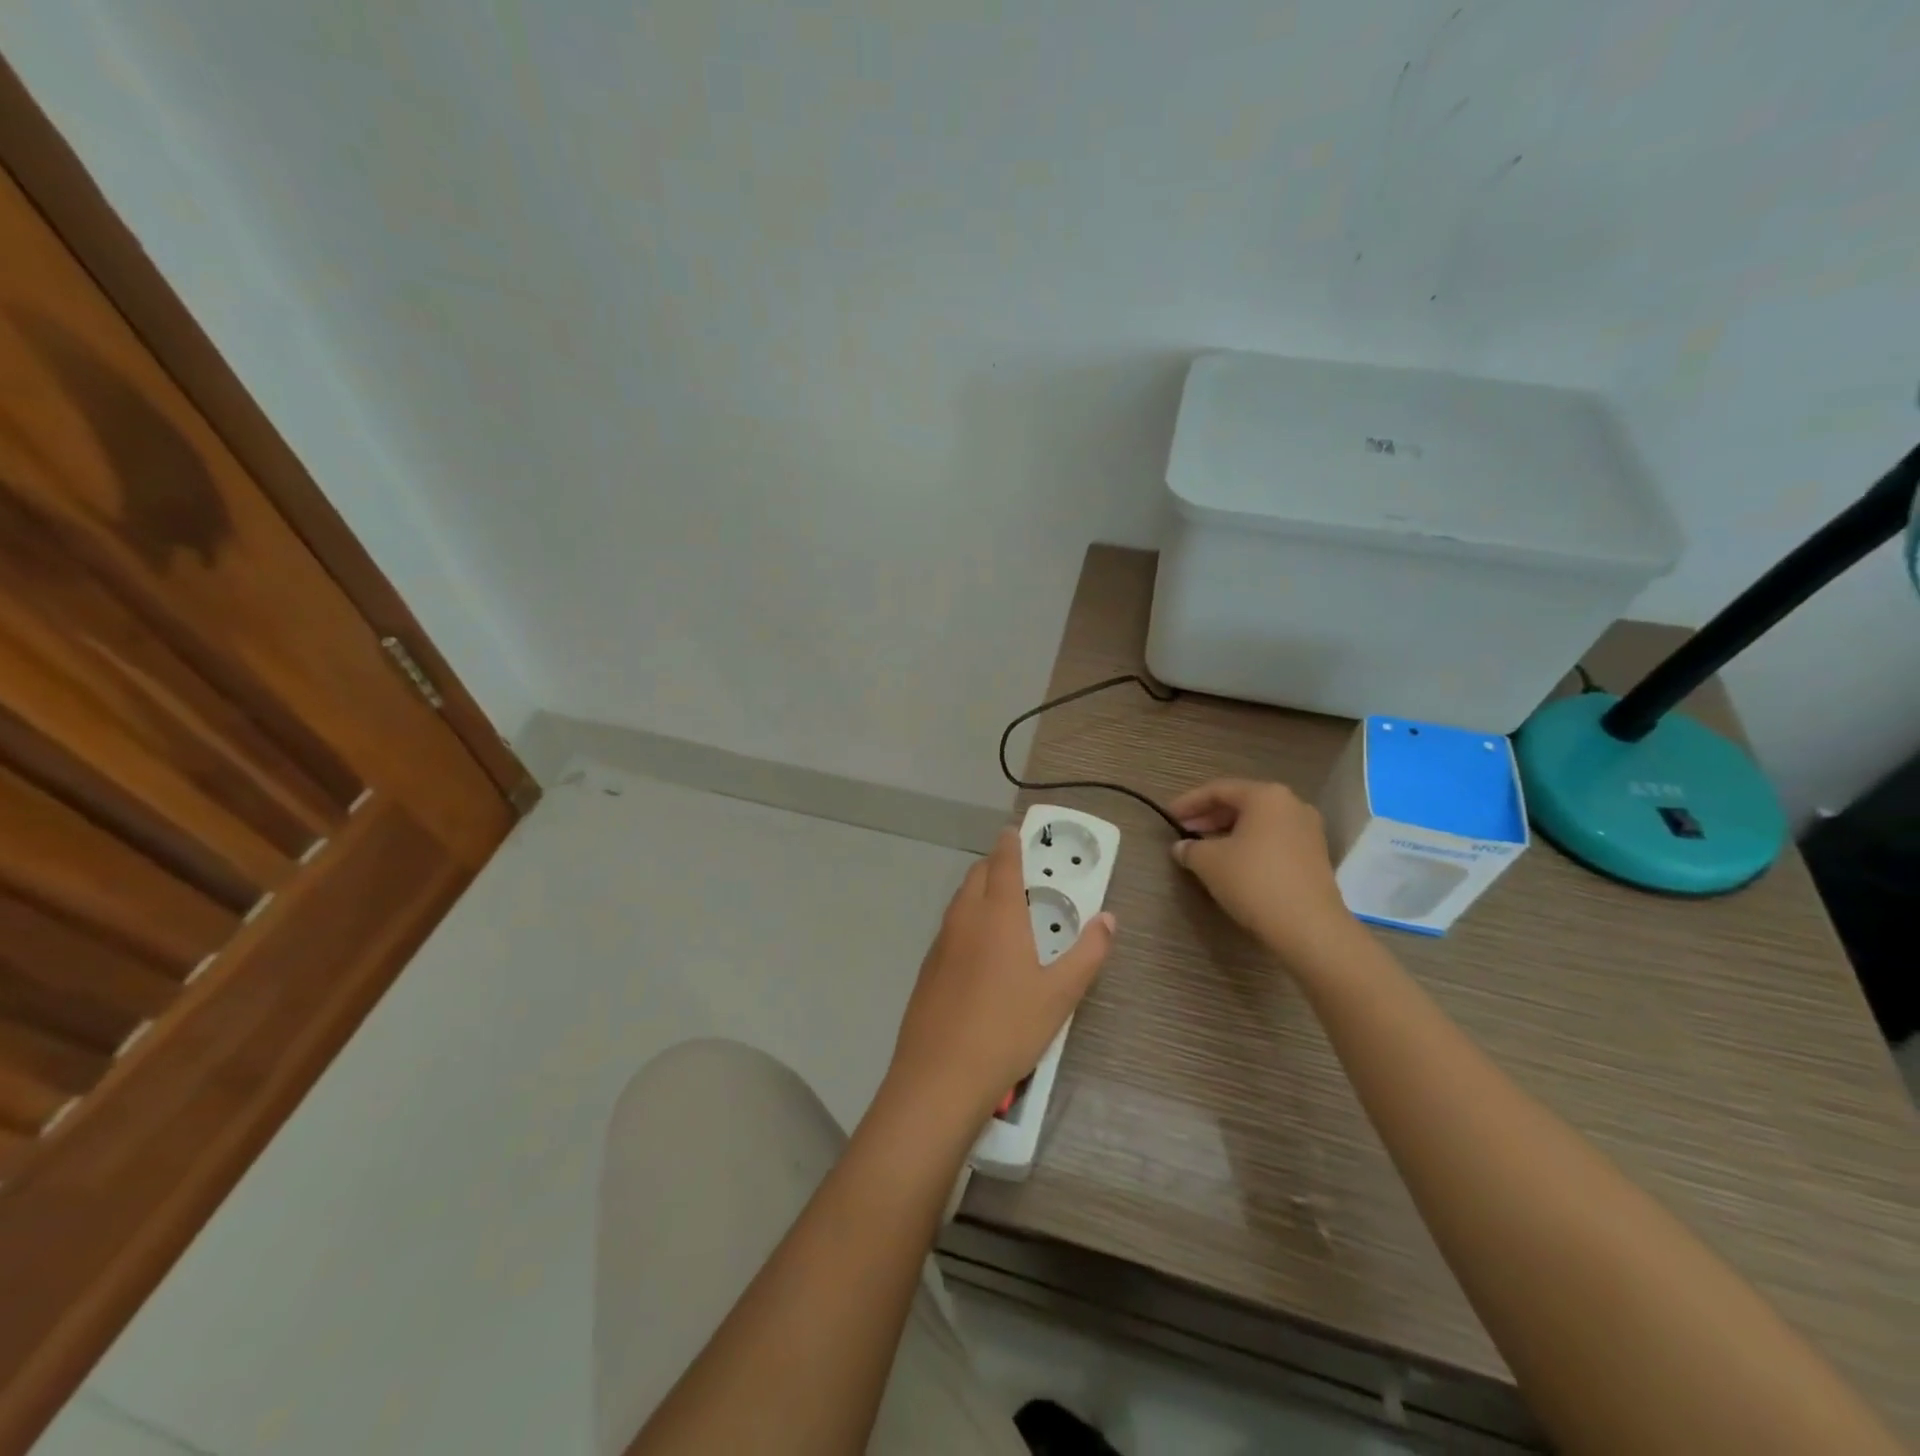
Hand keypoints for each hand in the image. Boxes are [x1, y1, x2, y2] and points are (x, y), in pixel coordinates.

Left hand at [885, 830, 1114, 1128]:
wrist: (940, 1074)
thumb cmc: (1008, 1028)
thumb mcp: (1061, 994)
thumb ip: (1088, 953)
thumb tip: (1109, 919)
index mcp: (998, 915)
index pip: (1004, 863)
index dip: (1010, 843)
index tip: (1014, 831)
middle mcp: (965, 918)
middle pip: (977, 875)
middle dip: (995, 864)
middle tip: (1018, 870)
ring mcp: (941, 942)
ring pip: (960, 900)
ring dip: (979, 890)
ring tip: (1002, 906)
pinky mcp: (928, 967)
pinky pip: (950, 927)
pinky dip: (966, 919)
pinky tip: (979, 950)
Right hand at [1169, 779, 1351, 965]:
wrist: (1309, 927)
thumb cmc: (1254, 882)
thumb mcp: (1209, 862)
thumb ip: (1190, 848)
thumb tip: (1182, 847)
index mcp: (1266, 796)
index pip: (1218, 790)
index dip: (1189, 802)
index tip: (1168, 816)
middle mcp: (1291, 805)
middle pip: (1241, 803)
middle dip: (1209, 816)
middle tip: (1184, 831)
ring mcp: (1308, 830)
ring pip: (1258, 823)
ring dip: (1228, 831)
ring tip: (1204, 848)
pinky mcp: (1315, 856)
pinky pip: (1273, 840)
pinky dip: (1249, 845)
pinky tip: (1232, 863)